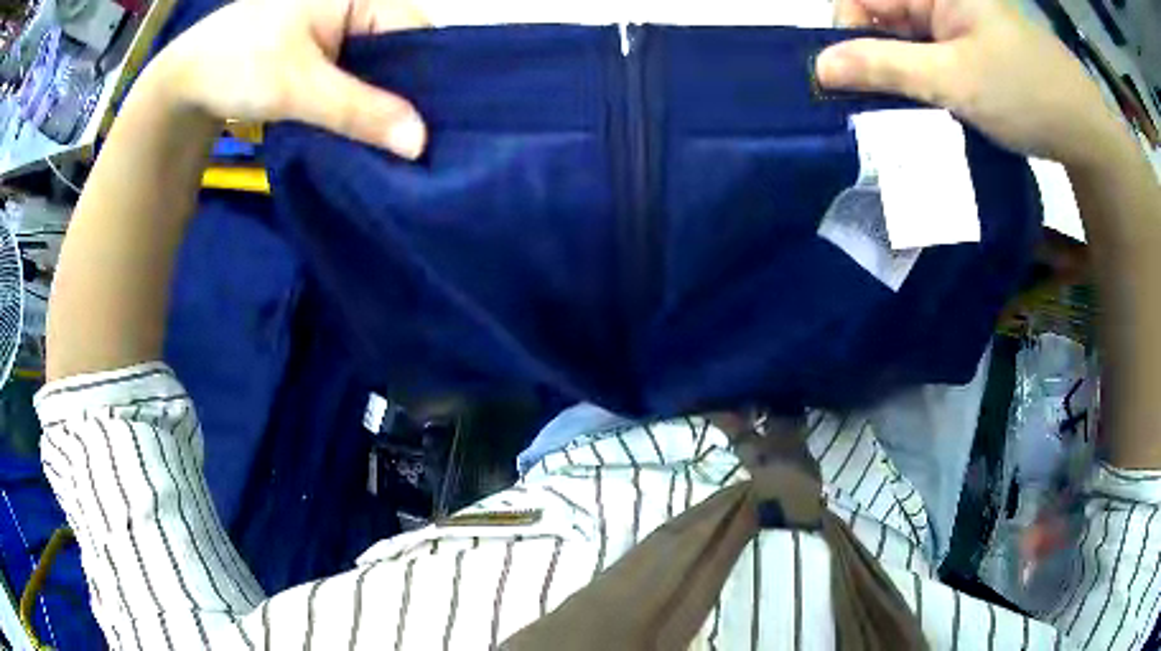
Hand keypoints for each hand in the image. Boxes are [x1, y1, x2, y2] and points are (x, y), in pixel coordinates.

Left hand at [151, 0, 428, 157]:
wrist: (184, 81)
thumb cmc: (238, 65)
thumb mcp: (298, 86)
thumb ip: (359, 110)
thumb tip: (420, 143)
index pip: (417, 31)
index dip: (431, 77)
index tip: (442, 126)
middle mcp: (357, 5)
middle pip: (400, 50)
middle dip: (406, 95)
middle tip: (423, 144)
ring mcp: (339, 29)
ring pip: (378, 68)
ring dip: (382, 105)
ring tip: (402, 145)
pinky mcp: (323, 53)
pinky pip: (355, 78)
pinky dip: (360, 106)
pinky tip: (369, 132)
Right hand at [816, 0, 1127, 168]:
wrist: (1085, 131)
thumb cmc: (1026, 94)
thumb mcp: (955, 80)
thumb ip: (886, 67)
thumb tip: (820, 66)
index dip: (848, 31)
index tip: (851, 78)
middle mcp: (941, 0)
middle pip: (884, 19)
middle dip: (874, 59)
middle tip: (873, 105)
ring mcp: (957, 27)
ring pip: (906, 44)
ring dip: (899, 77)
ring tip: (899, 116)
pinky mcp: (971, 54)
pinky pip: (931, 62)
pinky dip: (922, 86)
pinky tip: (925, 112)